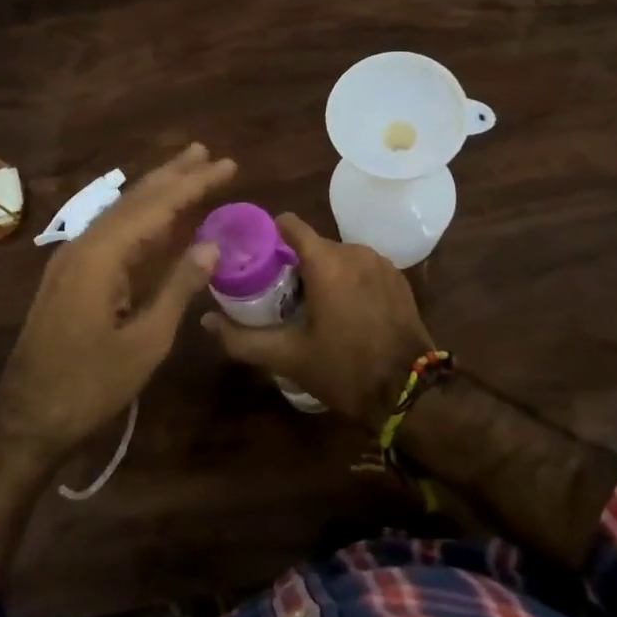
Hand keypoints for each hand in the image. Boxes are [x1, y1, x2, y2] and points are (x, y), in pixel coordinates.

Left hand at [0, 143, 236, 456]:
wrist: (26, 417)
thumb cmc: (90, 384)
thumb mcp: (146, 341)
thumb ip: (178, 288)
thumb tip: (211, 246)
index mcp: (101, 255)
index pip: (156, 206)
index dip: (193, 184)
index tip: (226, 164)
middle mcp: (83, 245)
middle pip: (134, 199)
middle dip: (172, 175)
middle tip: (206, 152)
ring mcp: (73, 260)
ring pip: (121, 214)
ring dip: (155, 192)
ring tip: (187, 172)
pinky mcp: (71, 276)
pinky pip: (112, 235)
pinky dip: (140, 221)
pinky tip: (156, 220)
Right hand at [201, 213, 436, 430]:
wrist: (411, 393)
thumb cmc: (344, 369)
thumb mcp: (287, 357)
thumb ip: (241, 338)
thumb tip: (205, 321)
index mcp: (325, 261)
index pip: (288, 224)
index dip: (267, 235)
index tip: (254, 258)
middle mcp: (354, 250)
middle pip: (312, 244)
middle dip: (294, 264)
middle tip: (279, 295)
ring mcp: (380, 263)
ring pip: (338, 256)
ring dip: (323, 273)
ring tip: (312, 306)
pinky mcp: (398, 278)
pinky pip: (362, 268)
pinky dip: (349, 280)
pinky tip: (345, 311)